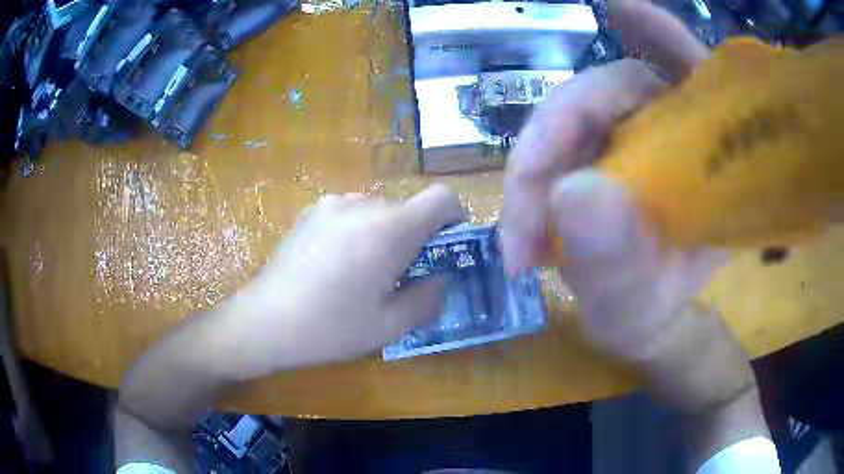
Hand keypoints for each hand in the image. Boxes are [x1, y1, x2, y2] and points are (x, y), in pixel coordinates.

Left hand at [219, 184, 464, 378]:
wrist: (264, 321)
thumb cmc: (329, 328)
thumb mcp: (389, 326)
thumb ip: (427, 298)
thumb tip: (439, 278)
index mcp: (389, 230)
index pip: (442, 198)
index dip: (455, 218)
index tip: (447, 247)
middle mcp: (363, 204)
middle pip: (409, 208)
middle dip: (416, 237)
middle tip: (401, 275)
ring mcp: (333, 203)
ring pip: (379, 211)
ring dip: (385, 234)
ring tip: (363, 272)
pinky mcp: (311, 210)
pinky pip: (351, 213)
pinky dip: (358, 231)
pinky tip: (334, 264)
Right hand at [500, 0, 720, 358]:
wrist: (638, 325)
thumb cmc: (650, 314)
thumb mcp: (639, 304)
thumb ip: (618, 263)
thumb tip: (572, 193)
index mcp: (710, 158)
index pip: (693, 76)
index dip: (658, 33)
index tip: (617, 8)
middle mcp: (671, 133)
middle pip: (616, 90)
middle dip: (559, 137)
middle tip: (525, 222)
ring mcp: (627, 138)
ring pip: (576, 112)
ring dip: (538, 161)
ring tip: (520, 236)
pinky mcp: (596, 153)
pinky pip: (564, 134)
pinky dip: (540, 151)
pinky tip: (527, 195)